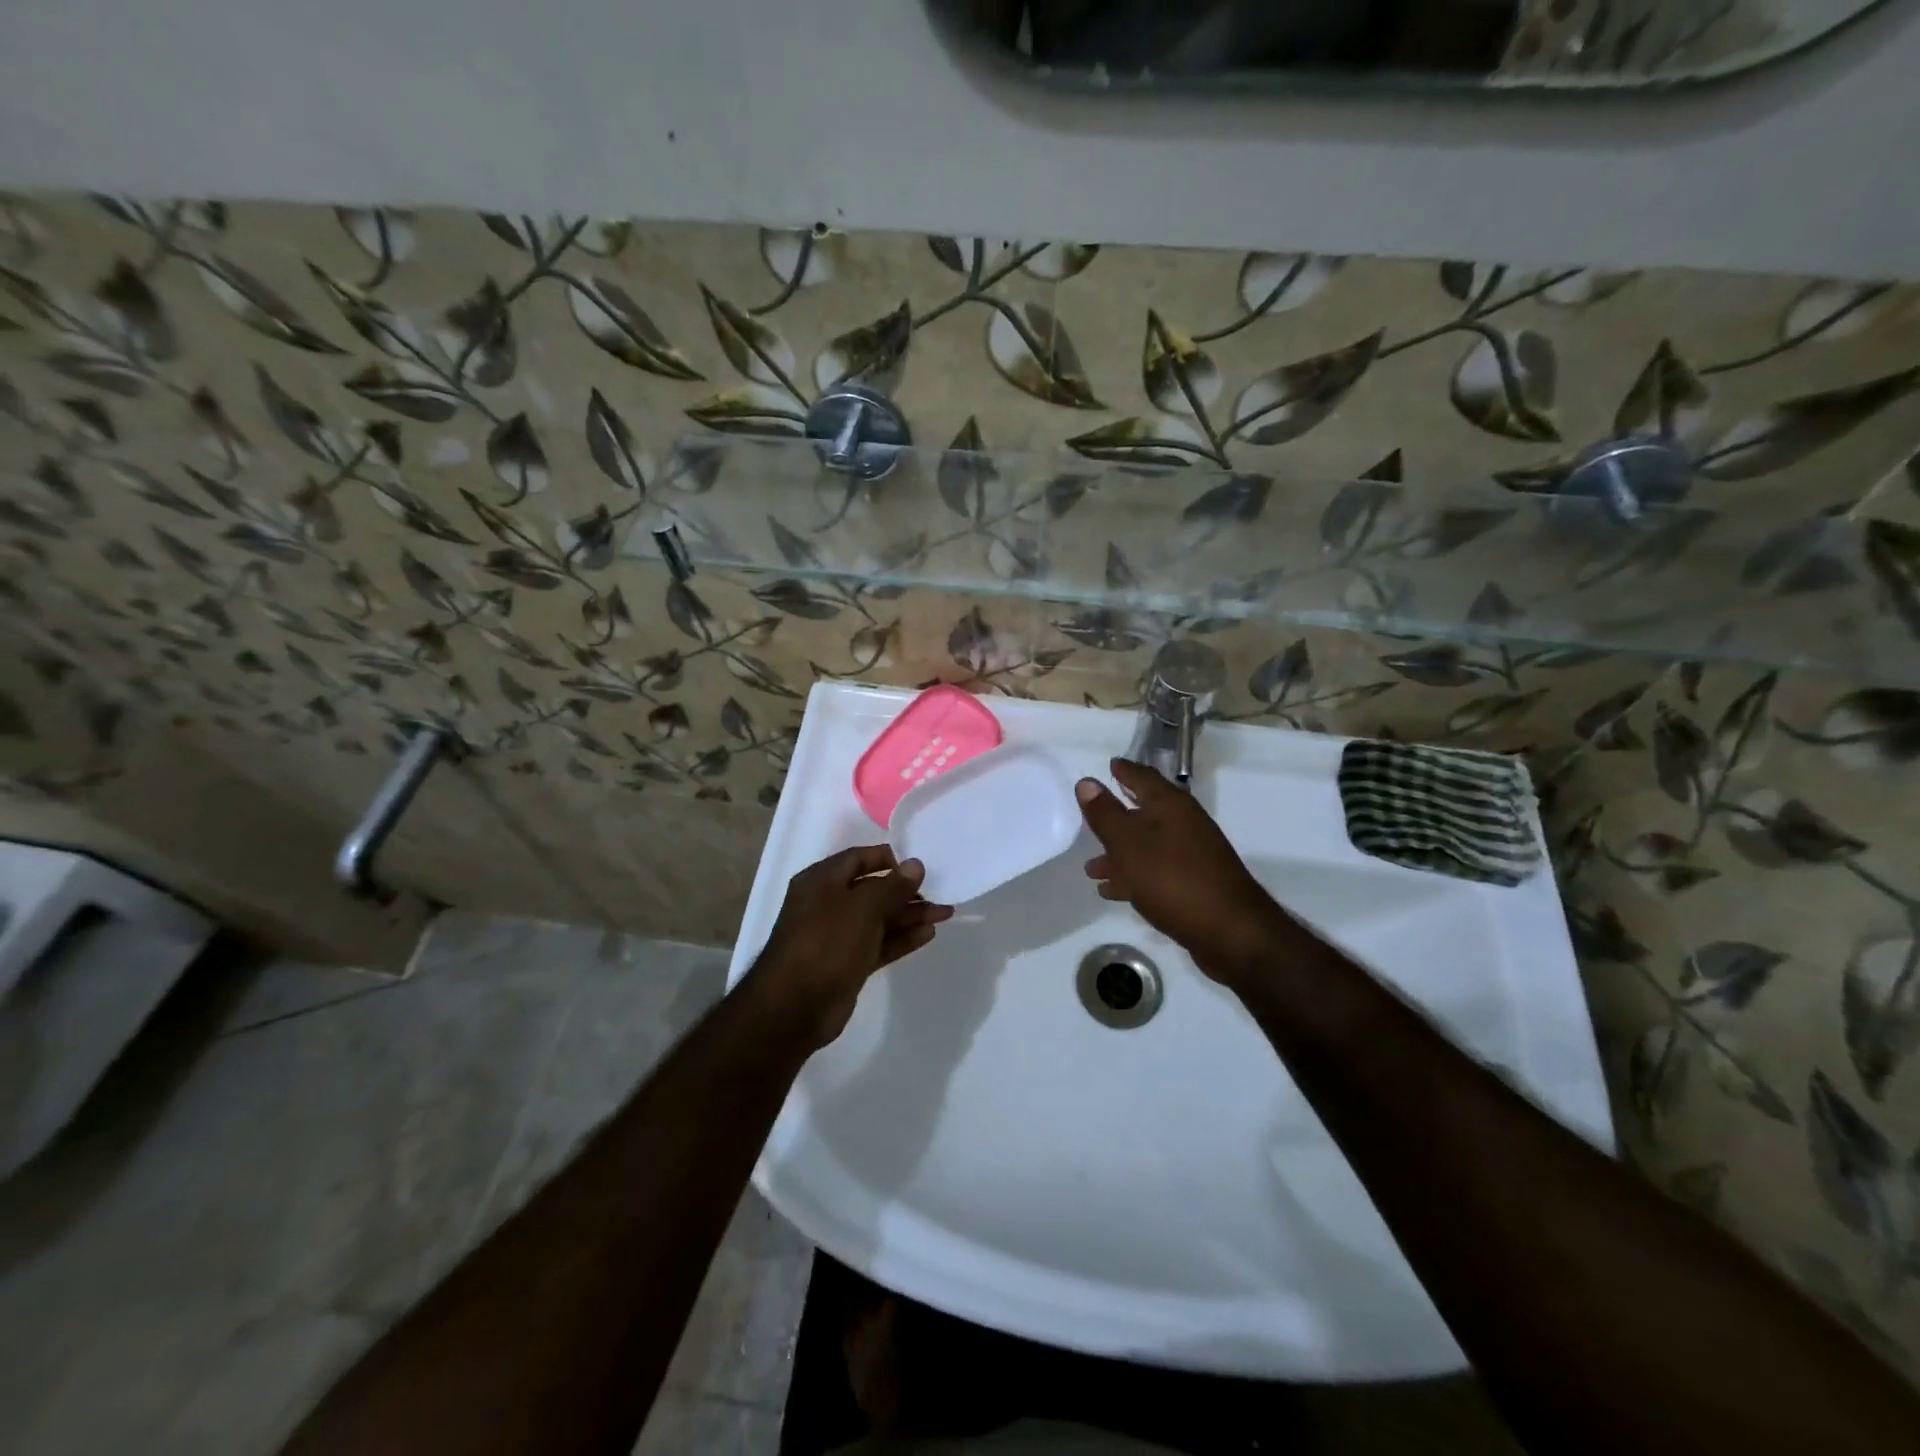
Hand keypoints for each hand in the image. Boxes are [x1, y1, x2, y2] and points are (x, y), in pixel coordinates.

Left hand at [748, 845, 952, 1046]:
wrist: (795, 1007)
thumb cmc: (826, 942)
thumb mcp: (862, 907)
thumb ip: (892, 885)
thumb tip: (915, 865)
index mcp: (821, 881)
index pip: (859, 858)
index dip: (889, 859)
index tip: (920, 864)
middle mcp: (828, 903)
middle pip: (873, 889)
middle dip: (907, 891)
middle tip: (941, 892)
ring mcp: (838, 935)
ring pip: (880, 918)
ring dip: (910, 915)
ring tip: (945, 913)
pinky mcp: (848, 963)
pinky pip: (879, 943)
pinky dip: (902, 938)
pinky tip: (928, 934)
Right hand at [1077, 758, 1292, 987]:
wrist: (1230, 932)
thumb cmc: (1173, 880)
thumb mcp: (1128, 844)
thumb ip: (1105, 814)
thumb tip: (1086, 782)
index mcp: (1171, 806)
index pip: (1143, 777)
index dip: (1124, 770)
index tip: (1109, 765)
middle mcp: (1185, 824)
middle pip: (1145, 812)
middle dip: (1115, 818)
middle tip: (1090, 820)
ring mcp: (1193, 854)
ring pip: (1148, 846)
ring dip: (1120, 854)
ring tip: (1092, 870)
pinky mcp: (1195, 883)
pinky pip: (1156, 871)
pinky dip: (1134, 876)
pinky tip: (1113, 892)